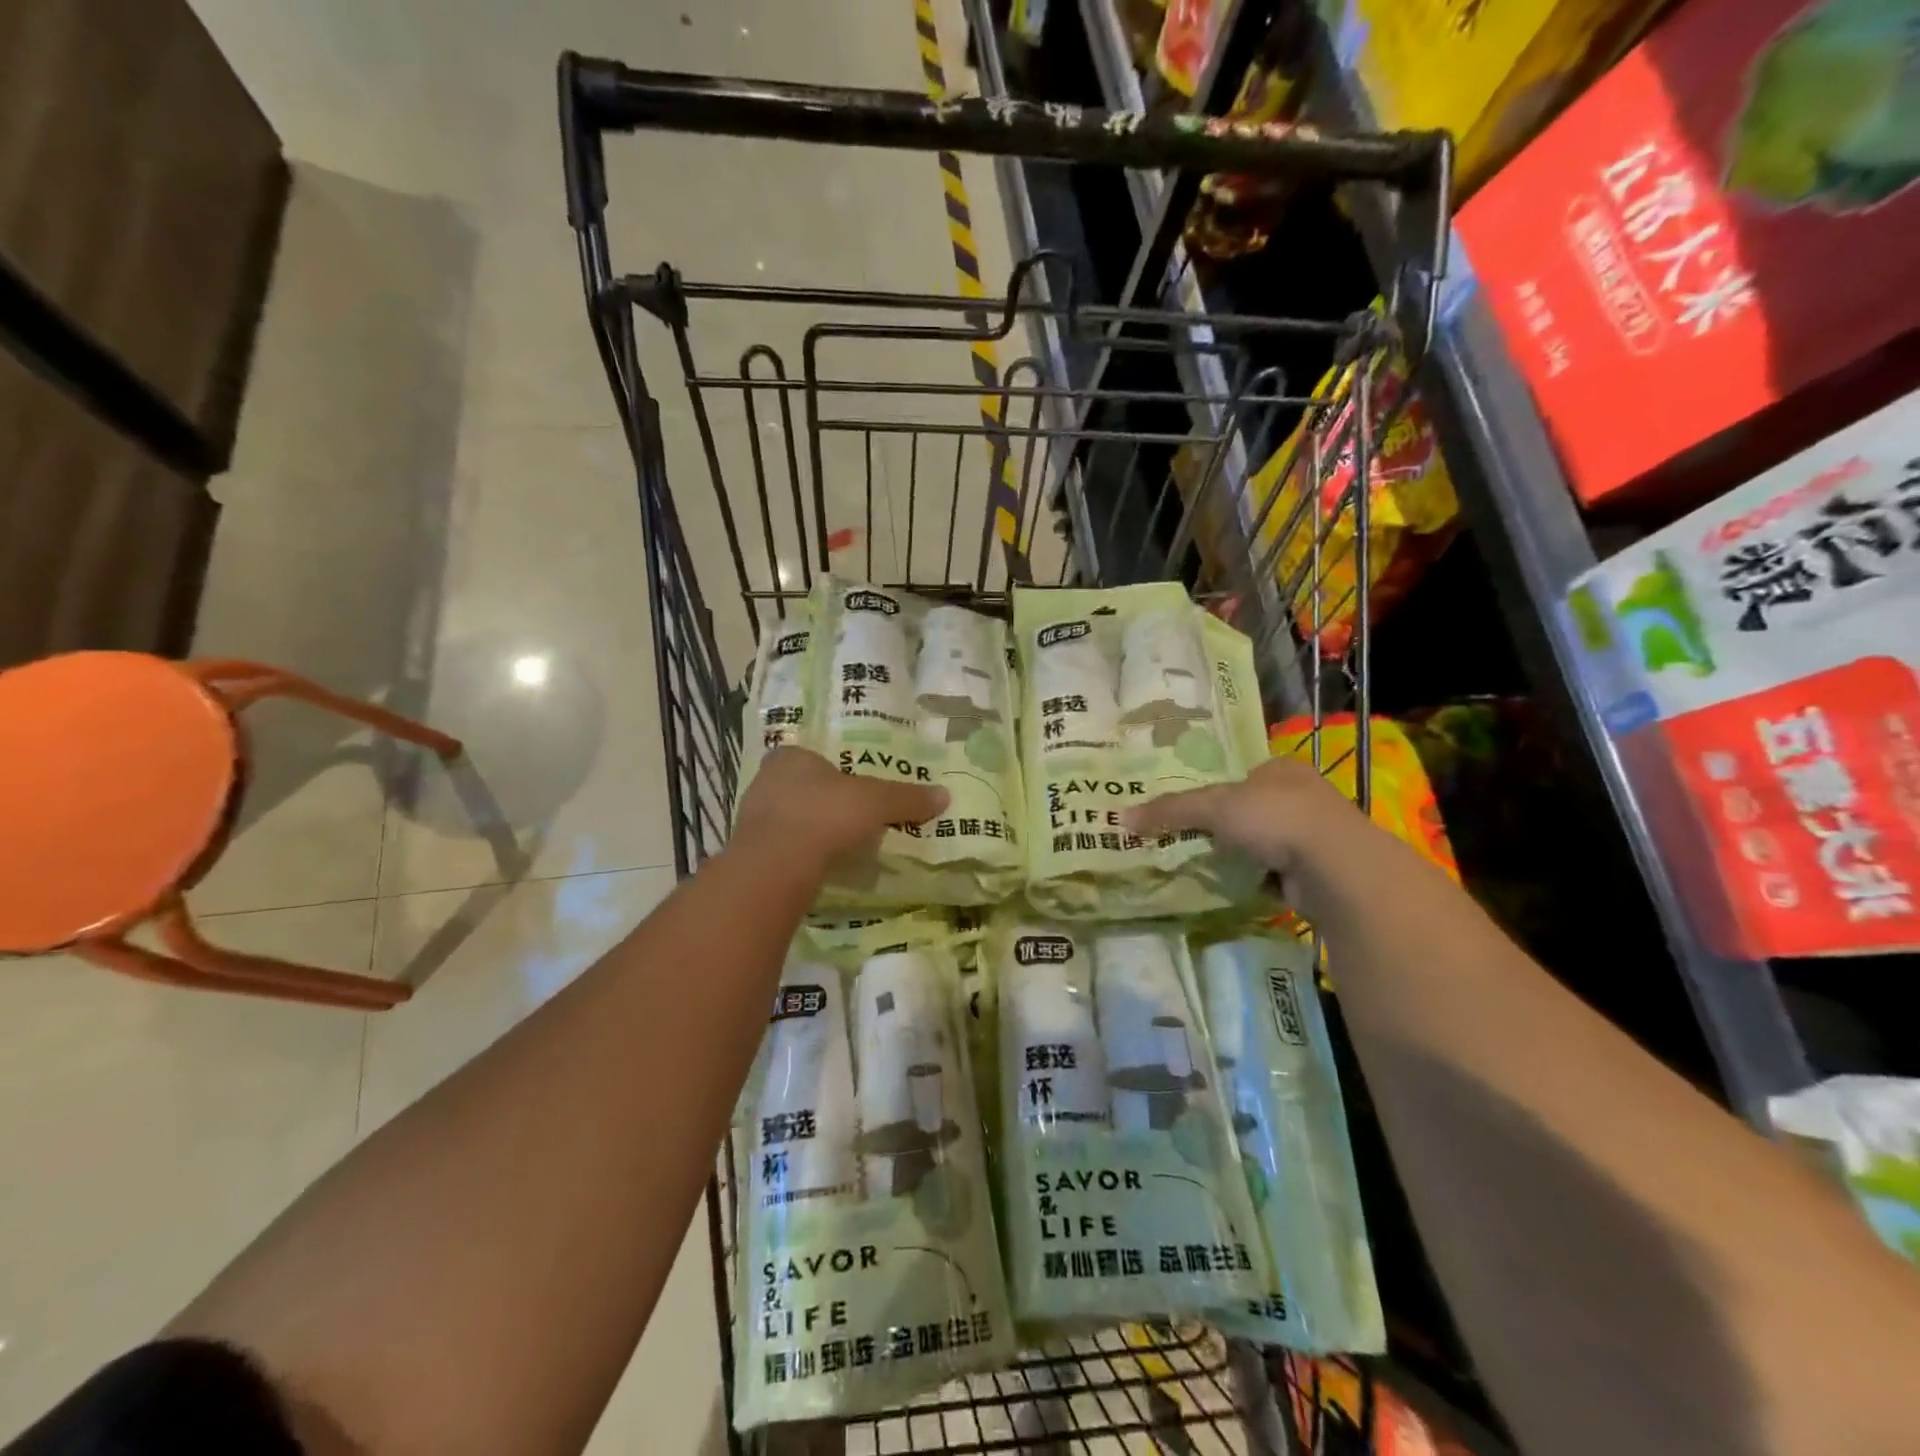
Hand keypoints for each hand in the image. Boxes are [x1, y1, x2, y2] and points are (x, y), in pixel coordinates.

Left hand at [733, 746, 948, 876]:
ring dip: (811, 830)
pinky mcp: (750, 853)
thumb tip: (945, 795)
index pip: (811, 757)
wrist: (776, 866)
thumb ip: (907, 798)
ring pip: (789, 819)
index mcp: (791, 757)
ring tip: (840, 845)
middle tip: (852, 818)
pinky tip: (819, 866)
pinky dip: (800, 855)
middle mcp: (765, 781)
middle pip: (800, 788)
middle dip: (824, 802)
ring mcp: (752, 819)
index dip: (833, 771)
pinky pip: (781, 848)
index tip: (853, 789)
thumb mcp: (877, 802)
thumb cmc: (825, 815)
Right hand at [1119, 756, 1365, 875]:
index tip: (1187, 809)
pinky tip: (1235, 886)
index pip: (1240, 775)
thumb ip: (1170, 810)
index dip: (1213, 790)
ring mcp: (1312, 836)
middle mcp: (1301, 796)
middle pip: (1249, 809)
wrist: (1334, 867)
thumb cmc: (1275, 818)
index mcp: (1280, 769)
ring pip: (1262, 843)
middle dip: (1224, 826)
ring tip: (1205, 865)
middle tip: (1188, 839)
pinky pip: (1273, 873)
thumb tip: (1121, 818)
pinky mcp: (1316, 871)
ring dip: (1240, 855)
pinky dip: (1255, 880)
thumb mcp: (1214, 807)